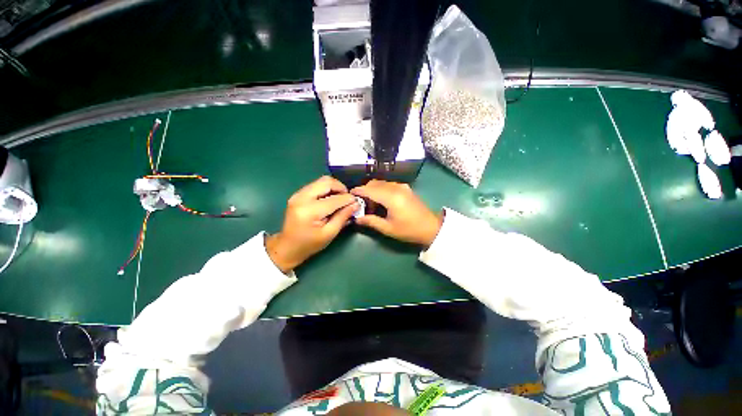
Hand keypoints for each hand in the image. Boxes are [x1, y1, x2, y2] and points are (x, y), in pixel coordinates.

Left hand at [266, 176, 357, 272]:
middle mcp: (302, 198)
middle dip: (341, 188)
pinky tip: (331, 199)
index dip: (348, 199)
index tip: (357, 202)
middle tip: (348, 198)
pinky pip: (316, 185)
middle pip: (326, 182)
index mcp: (309, 211)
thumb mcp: (329, 233)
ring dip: (334, 187)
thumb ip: (342, 217)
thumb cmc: (309, 244)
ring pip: (321, 181)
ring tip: (341, 198)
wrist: (287, 247)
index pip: (334, 199)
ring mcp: (298, 194)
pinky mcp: (298, 194)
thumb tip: (355, 204)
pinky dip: (327, 189)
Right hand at [351, 180, 442, 246]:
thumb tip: (356, 218)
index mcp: (391, 197)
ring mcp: (402, 186)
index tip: (349, 194)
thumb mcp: (388, 228)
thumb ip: (371, 221)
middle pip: (374, 184)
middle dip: (365, 191)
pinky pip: (388, 185)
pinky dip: (381, 190)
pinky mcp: (405, 188)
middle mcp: (396, 187)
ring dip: (373, 190)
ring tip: (371, 205)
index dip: (358, 191)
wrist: (431, 227)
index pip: (370, 190)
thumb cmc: (409, 230)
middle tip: (361, 204)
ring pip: (381, 183)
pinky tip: (381, 201)